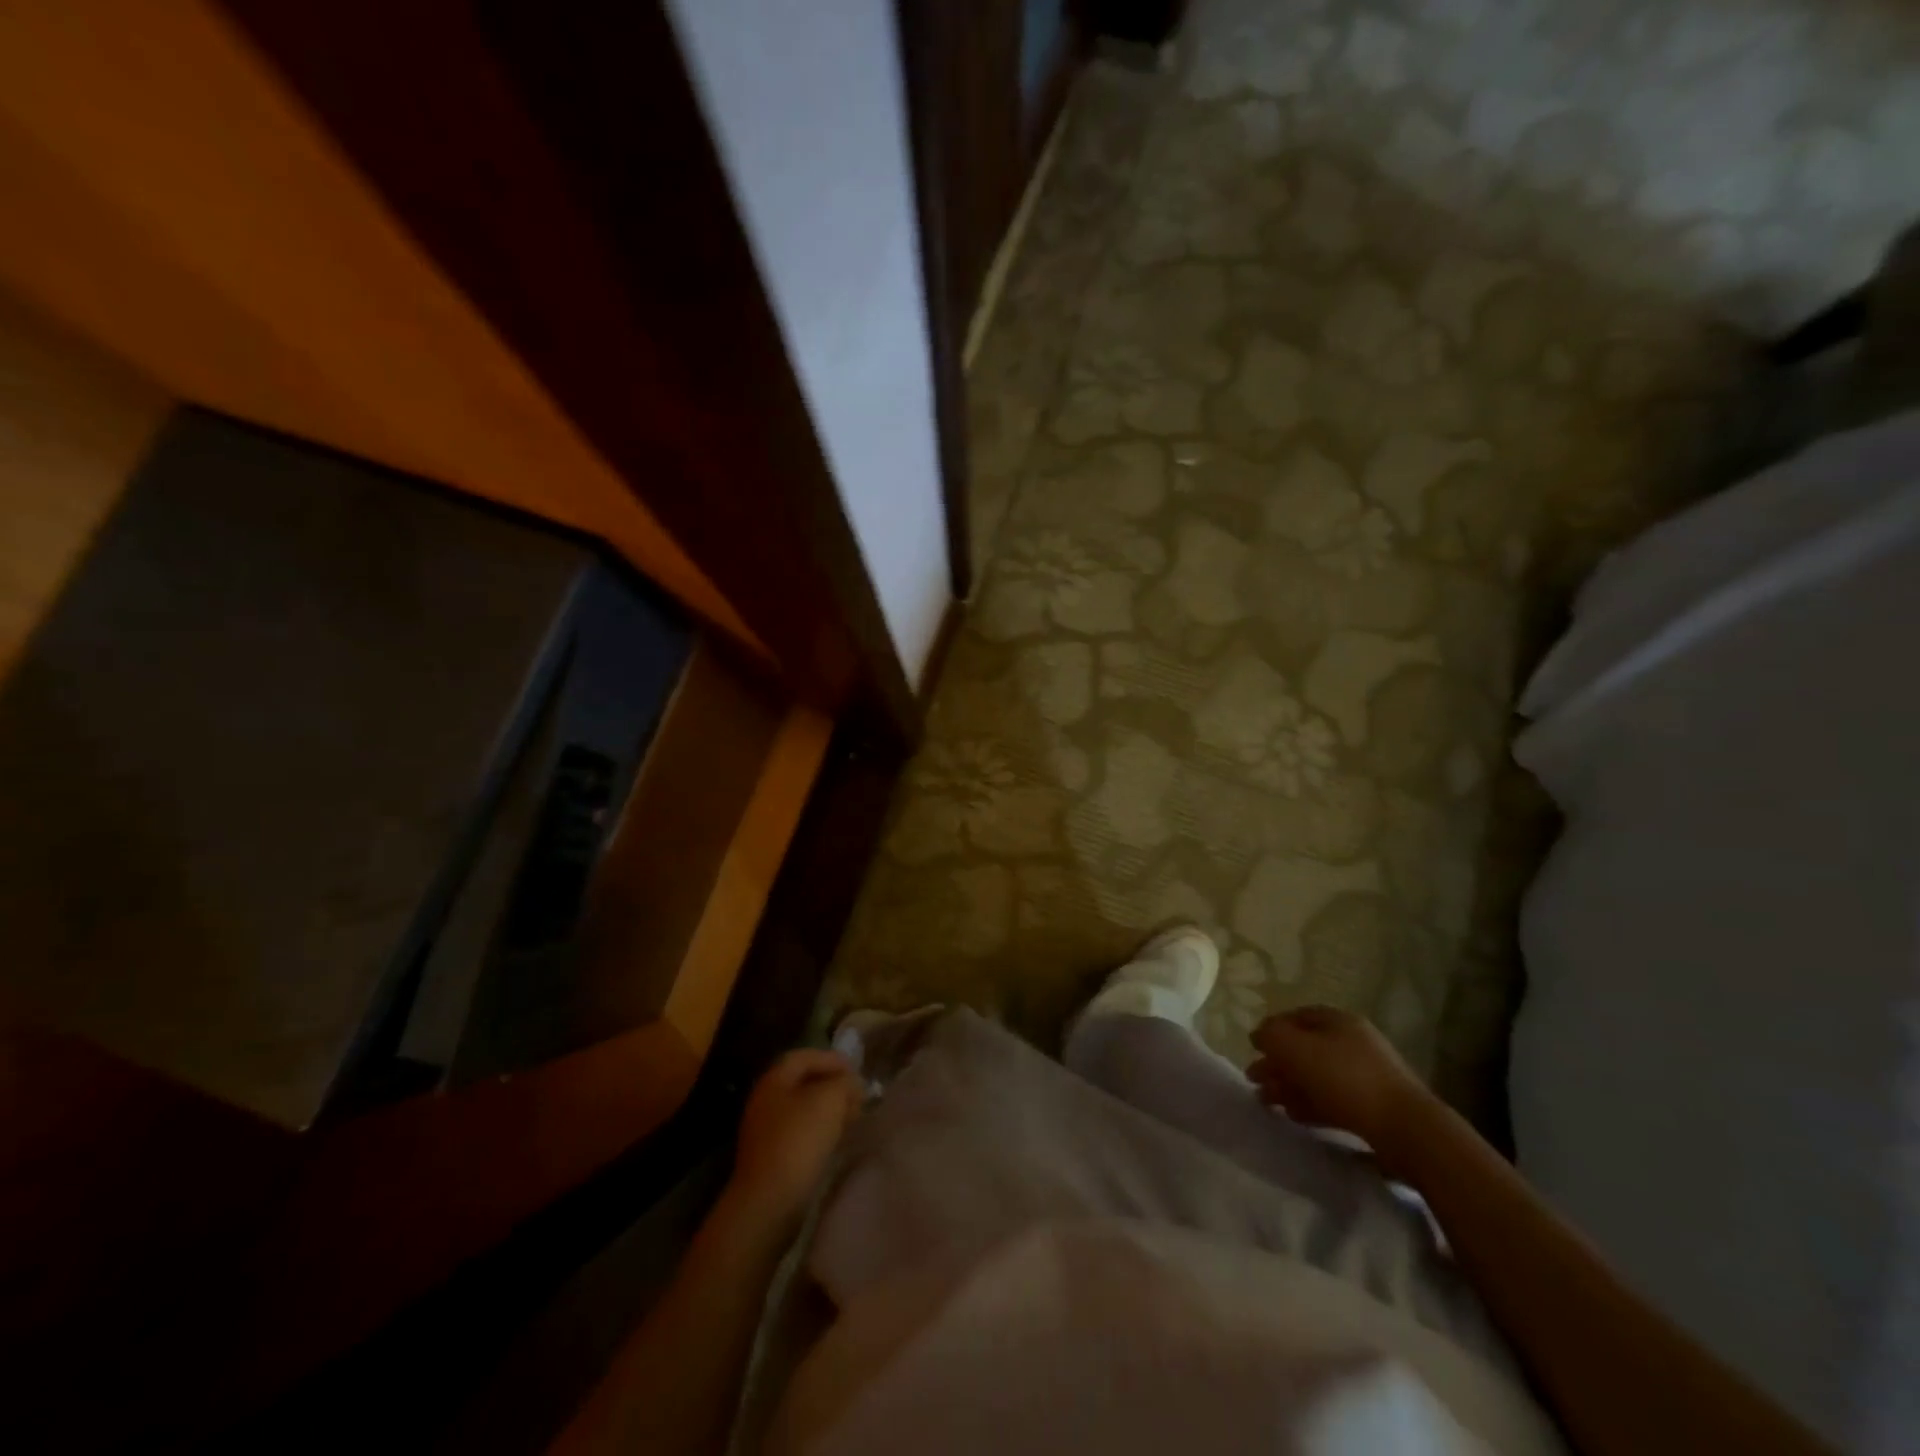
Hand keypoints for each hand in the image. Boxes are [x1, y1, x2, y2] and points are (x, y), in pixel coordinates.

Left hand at [726, 1049, 862, 1235]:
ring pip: (803, 1109)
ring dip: (828, 1110)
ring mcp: (765, 1130)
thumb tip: (851, 1083)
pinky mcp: (771, 1156)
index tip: (856, 1071)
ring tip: (852, 1118)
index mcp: (774, 1079)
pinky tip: (835, 1140)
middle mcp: (766, 1100)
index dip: (832, 1059)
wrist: (769, 1201)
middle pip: (804, 1082)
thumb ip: (844, 1082)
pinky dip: (820, 1130)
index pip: (805, 1056)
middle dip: (833, 1086)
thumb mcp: (829, 1099)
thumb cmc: (799, 1140)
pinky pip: (800, 1132)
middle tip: (857, 1096)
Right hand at [1247, 1006, 1429, 1158]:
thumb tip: (1260, 1036)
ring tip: (1267, 1103)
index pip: (1295, 1017)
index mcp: (1337, 1020)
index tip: (1252, 1049)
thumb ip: (1270, 1036)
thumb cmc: (1344, 1078)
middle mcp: (1352, 1042)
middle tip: (1254, 1081)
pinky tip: (1294, 1115)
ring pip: (1316, 1076)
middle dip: (1276, 1063)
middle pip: (1304, 1048)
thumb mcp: (1295, 1048)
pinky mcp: (1372, 1107)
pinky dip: (1309, 1104)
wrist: (1405, 1128)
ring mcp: (1365, 1075)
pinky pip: (1332, 1100)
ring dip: (1288, 1086)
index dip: (1271, 1030)